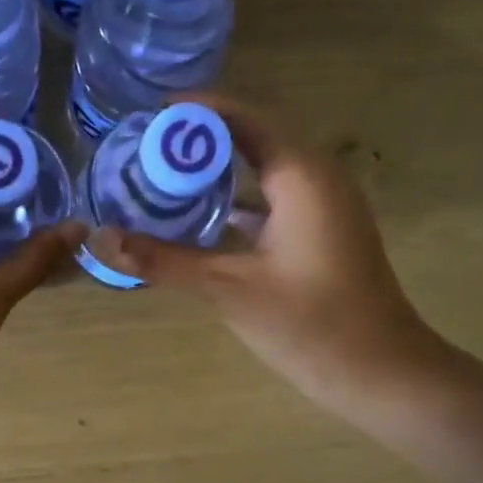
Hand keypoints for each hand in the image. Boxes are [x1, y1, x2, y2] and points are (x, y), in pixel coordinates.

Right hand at [85, 96, 440, 418]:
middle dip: (199, 137)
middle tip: (145, 144)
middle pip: (253, 137)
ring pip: (262, 169)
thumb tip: (101, 239)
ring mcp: (322, 206)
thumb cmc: (311, 325)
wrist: (380, 373)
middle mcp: (316, 178)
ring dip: (217, 168)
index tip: (147, 113)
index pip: (245, 118)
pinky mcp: (320, 233)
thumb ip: (164, 261)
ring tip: (163, 173)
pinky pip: (271, 198)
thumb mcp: (229, 289)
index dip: (197, 110)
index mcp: (302, 176)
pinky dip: (234, 199)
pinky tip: (198, 217)